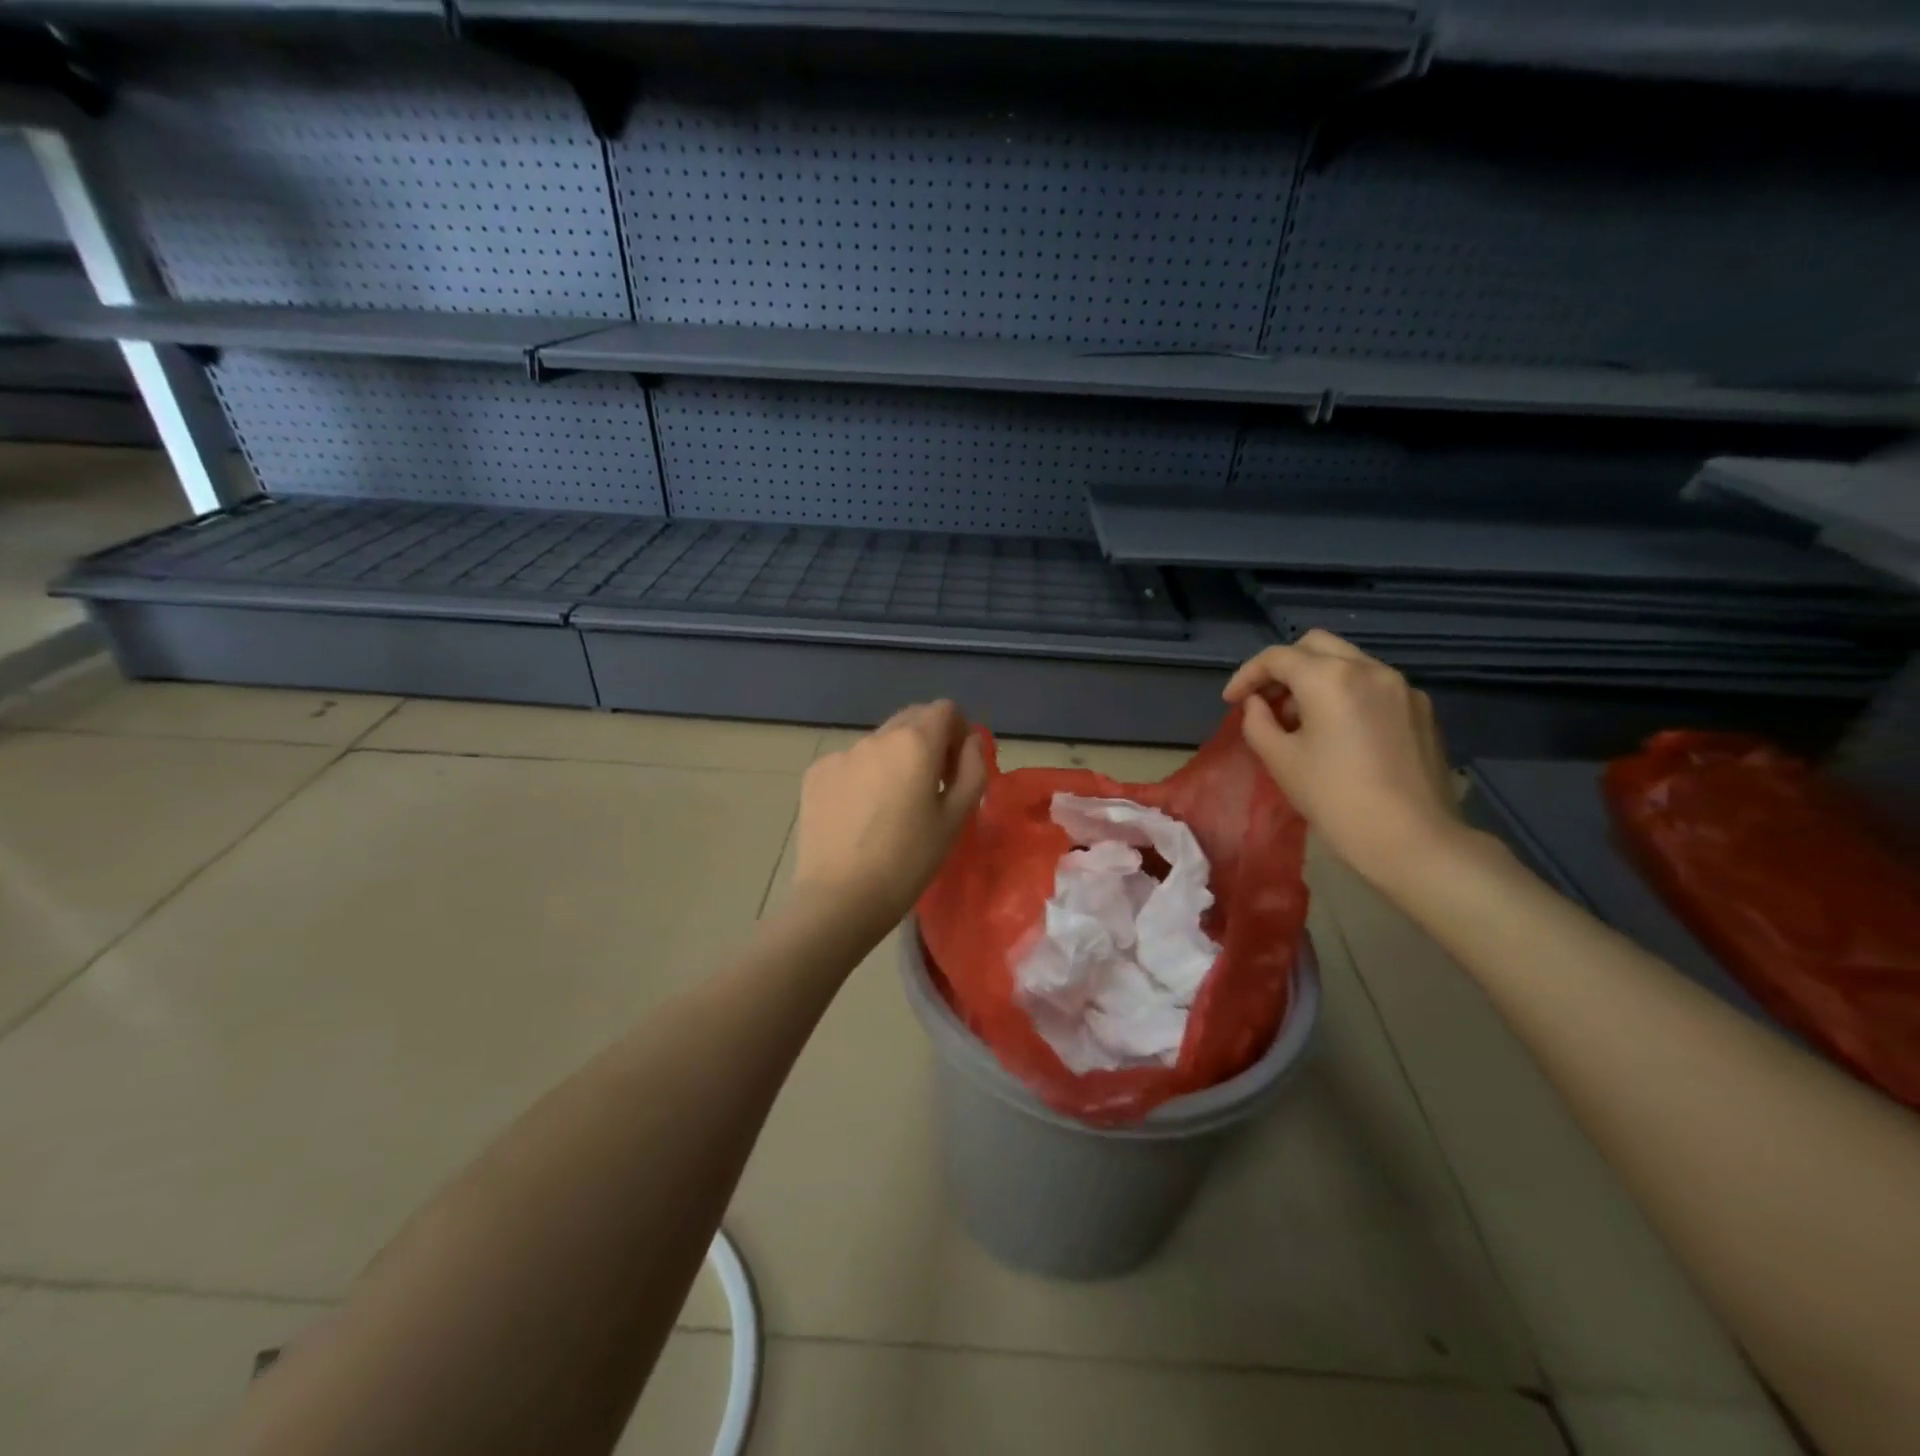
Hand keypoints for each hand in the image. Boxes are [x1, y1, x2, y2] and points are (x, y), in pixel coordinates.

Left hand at [792, 700, 988, 928]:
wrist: (840, 898)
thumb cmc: (908, 861)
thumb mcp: (955, 818)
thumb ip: (973, 769)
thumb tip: (973, 742)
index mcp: (914, 743)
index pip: (945, 710)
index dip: (958, 732)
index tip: (956, 768)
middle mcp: (875, 737)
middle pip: (911, 719)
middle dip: (928, 741)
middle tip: (931, 785)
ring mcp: (841, 754)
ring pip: (879, 743)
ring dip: (894, 760)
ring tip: (891, 807)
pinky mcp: (815, 773)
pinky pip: (850, 763)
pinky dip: (863, 776)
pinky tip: (860, 816)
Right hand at [1224, 631, 1464, 889]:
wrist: (1411, 839)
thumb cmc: (1334, 798)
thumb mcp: (1280, 760)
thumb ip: (1258, 722)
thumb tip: (1258, 704)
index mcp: (1330, 678)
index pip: (1276, 658)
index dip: (1246, 676)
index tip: (1232, 702)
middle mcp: (1369, 669)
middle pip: (1315, 645)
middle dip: (1284, 667)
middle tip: (1266, 701)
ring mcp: (1401, 686)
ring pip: (1348, 661)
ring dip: (1316, 678)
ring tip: (1300, 718)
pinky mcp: (1421, 708)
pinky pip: (1374, 684)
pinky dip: (1347, 693)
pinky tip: (1339, 731)